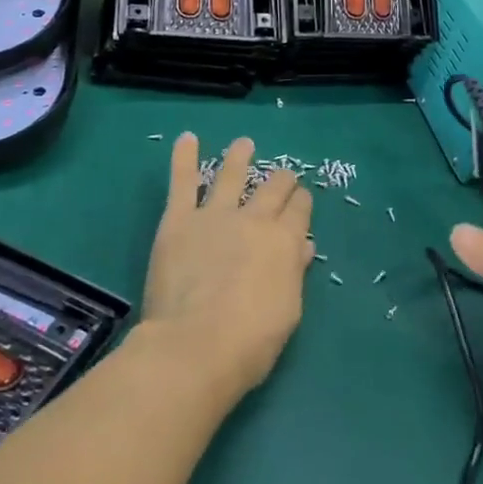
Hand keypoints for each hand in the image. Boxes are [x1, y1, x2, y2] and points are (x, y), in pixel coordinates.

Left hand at [140, 136, 313, 397]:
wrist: (196, 345)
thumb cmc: (251, 341)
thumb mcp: (288, 311)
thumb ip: (294, 273)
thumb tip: (303, 247)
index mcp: (285, 242)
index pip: (300, 210)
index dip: (302, 201)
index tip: (302, 198)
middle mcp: (255, 219)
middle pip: (273, 188)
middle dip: (281, 178)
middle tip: (284, 173)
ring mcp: (215, 215)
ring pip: (232, 175)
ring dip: (239, 156)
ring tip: (244, 143)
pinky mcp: (179, 220)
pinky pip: (183, 181)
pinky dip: (184, 158)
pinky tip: (187, 139)